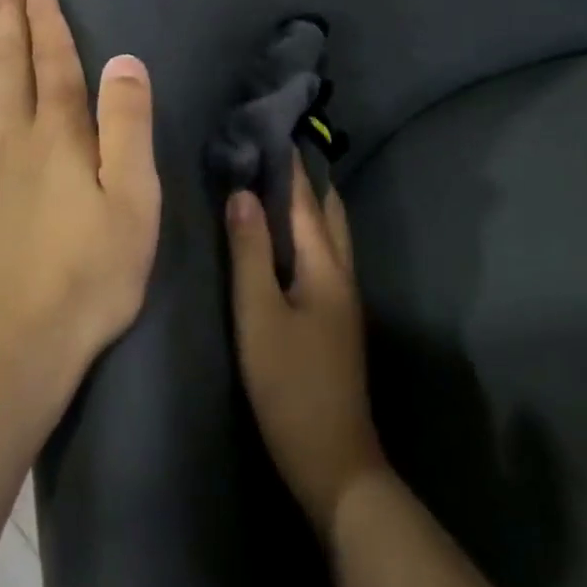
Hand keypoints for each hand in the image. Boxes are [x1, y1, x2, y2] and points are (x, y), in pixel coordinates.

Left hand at [0, 0, 160, 385]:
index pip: (52, 62)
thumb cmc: (88, 273)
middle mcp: (13, 137)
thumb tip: (125, 60)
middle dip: (7, 16)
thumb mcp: (132, 201)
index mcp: (57, 136)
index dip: (46, 20)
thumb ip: (128, 127)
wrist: (15, 343)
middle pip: (9, 64)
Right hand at [227, 160, 386, 538]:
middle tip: (269, 146)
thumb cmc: (289, 383)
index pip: (305, 198)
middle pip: (327, 210)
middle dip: (304, 176)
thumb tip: (243, 192)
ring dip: (306, 201)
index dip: (289, 162)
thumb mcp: (259, 314)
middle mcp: (341, 271)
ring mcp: (343, 296)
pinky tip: (283, 234)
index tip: (269, 125)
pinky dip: (305, 228)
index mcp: (325, 265)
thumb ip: (249, 251)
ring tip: (272, 178)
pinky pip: (322, 252)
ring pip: (328, 232)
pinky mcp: (335, 316)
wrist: (334, 461)